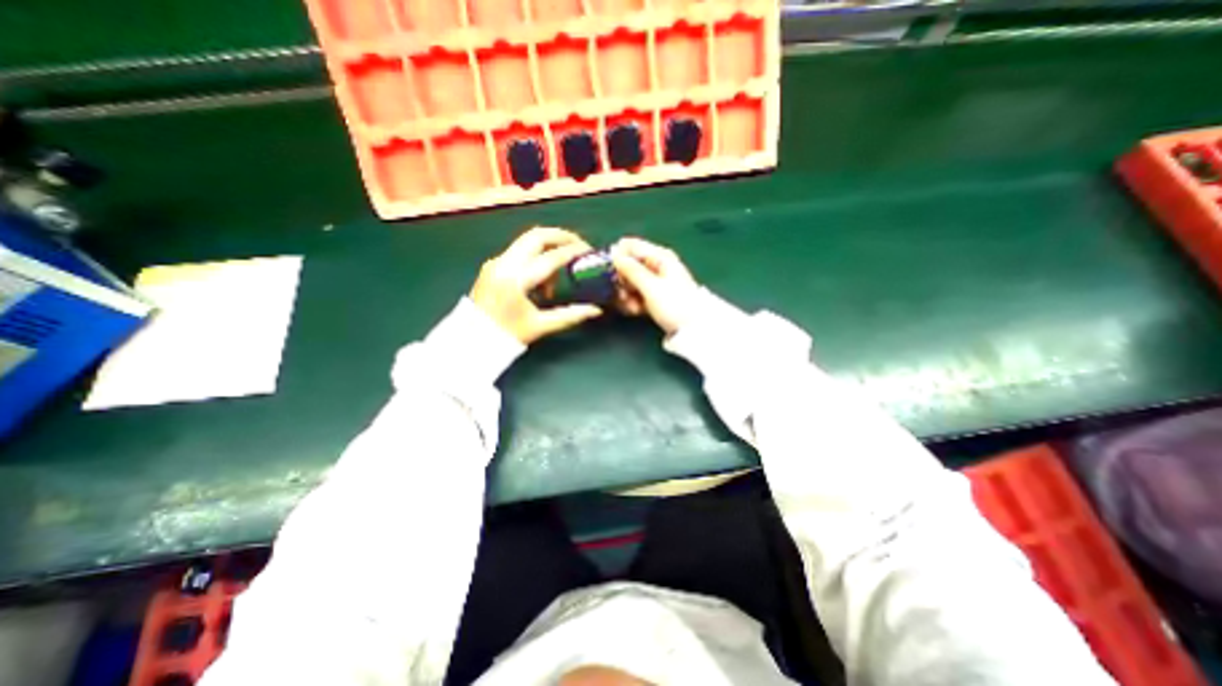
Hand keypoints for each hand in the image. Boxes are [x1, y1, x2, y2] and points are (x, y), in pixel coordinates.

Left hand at [470, 225, 601, 342]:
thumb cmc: (507, 336)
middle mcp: (504, 263)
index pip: (551, 257)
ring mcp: (496, 261)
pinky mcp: (493, 265)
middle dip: (561, 236)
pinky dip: (535, 256)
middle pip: (537, 236)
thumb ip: (571, 315)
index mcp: (516, 279)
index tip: (589, 251)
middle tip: (579, 245)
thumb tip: (596, 310)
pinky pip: (519, 251)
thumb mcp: (541, 326)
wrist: (471, 340)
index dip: (574, 252)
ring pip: (527, 241)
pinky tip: (541, 279)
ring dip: (548, 248)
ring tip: (557, 275)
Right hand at [608, 237, 701, 334]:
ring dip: (626, 294)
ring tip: (631, 307)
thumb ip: (631, 270)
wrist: (694, 329)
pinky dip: (633, 301)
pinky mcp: (654, 296)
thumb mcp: (651, 287)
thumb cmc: (675, 304)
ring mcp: (656, 281)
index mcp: (660, 256)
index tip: (608, 271)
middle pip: (629, 265)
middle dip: (622, 280)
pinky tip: (634, 311)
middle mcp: (658, 265)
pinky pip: (636, 293)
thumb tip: (613, 252)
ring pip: (630, 281)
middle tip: (621, 295)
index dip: (617, 256)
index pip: (631, 245)